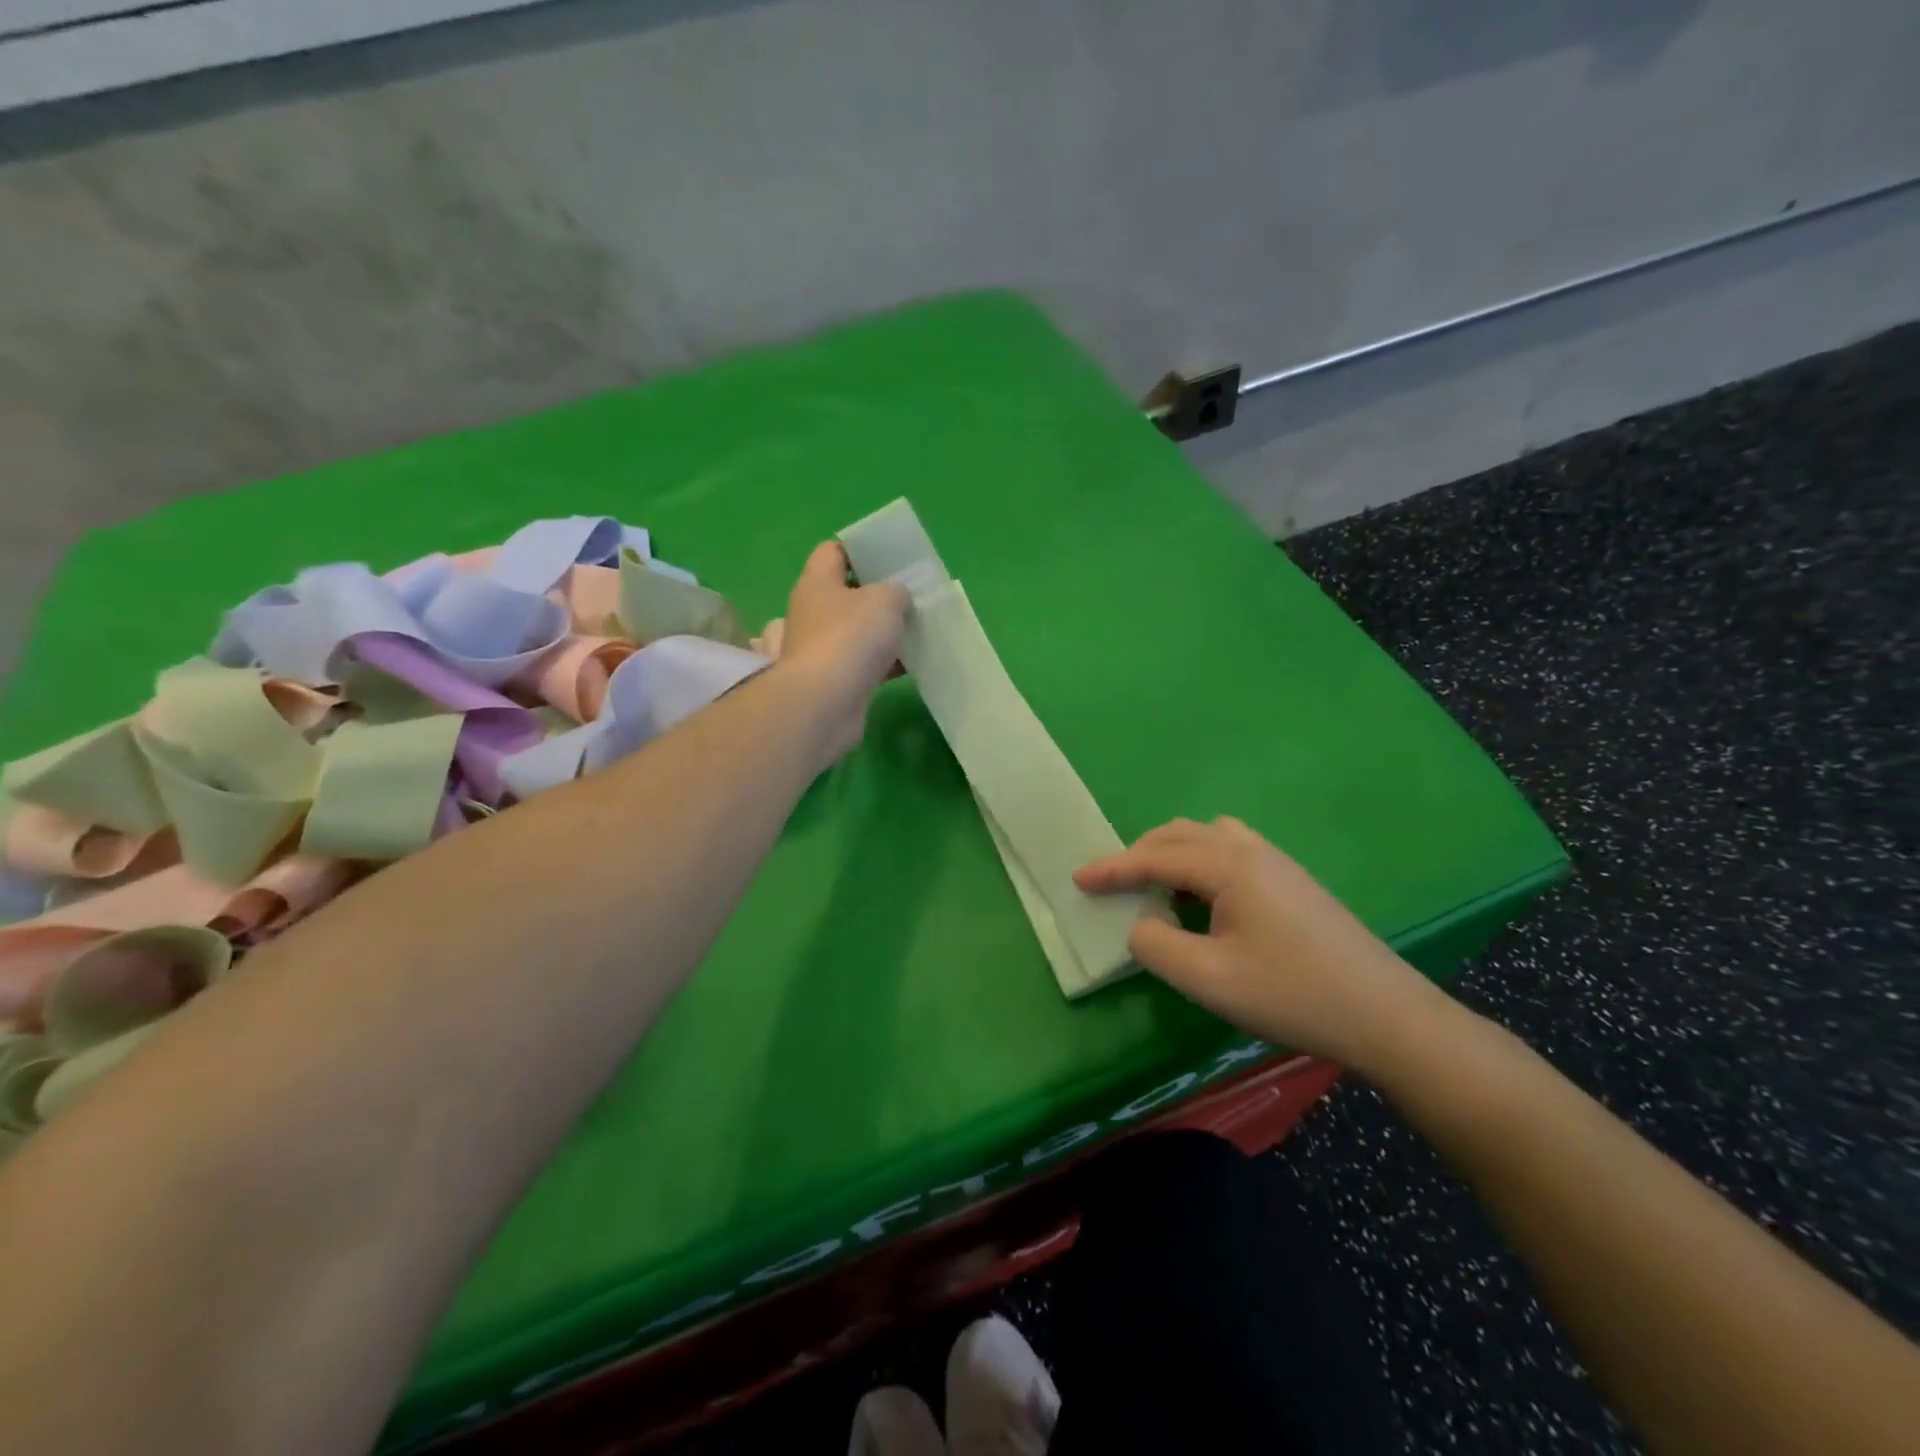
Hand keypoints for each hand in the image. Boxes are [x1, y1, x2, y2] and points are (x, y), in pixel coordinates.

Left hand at [775, 542, 909, 760]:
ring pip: (860, 629)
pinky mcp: (835, 679)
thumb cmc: (850, 638)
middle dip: (880, 592)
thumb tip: (896, 598)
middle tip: (913, 594)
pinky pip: (866, 662)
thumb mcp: (885, 600)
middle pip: (849, 592)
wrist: (825, 703)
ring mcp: (823, 647)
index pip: (834, 551)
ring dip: (887, 630)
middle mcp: (814, 612)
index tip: (891, 555)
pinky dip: (887, 661)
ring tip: (921, 627)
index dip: (861, 548)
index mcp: (818, 582)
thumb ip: (897, 590)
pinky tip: (914, 662)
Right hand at [1075, 817, 1447, 1071]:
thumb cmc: (1291, 994)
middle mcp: (1250, 850)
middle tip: (1112, 884)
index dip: (1112, 868)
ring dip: (1171, 853)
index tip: (1077, 879)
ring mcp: (1277, 862)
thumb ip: (1157, 947)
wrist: (1385, 1014)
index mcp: (1228, 866)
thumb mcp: (1208, 980)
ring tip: (1155, 887)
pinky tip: (1203, 898)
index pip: (1155, 858)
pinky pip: (1231, 850)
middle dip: (1139, 854)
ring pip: (1207, 837)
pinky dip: (1200, 861)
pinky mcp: (1292, 881)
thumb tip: (1142, 926)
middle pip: (1179, 835)